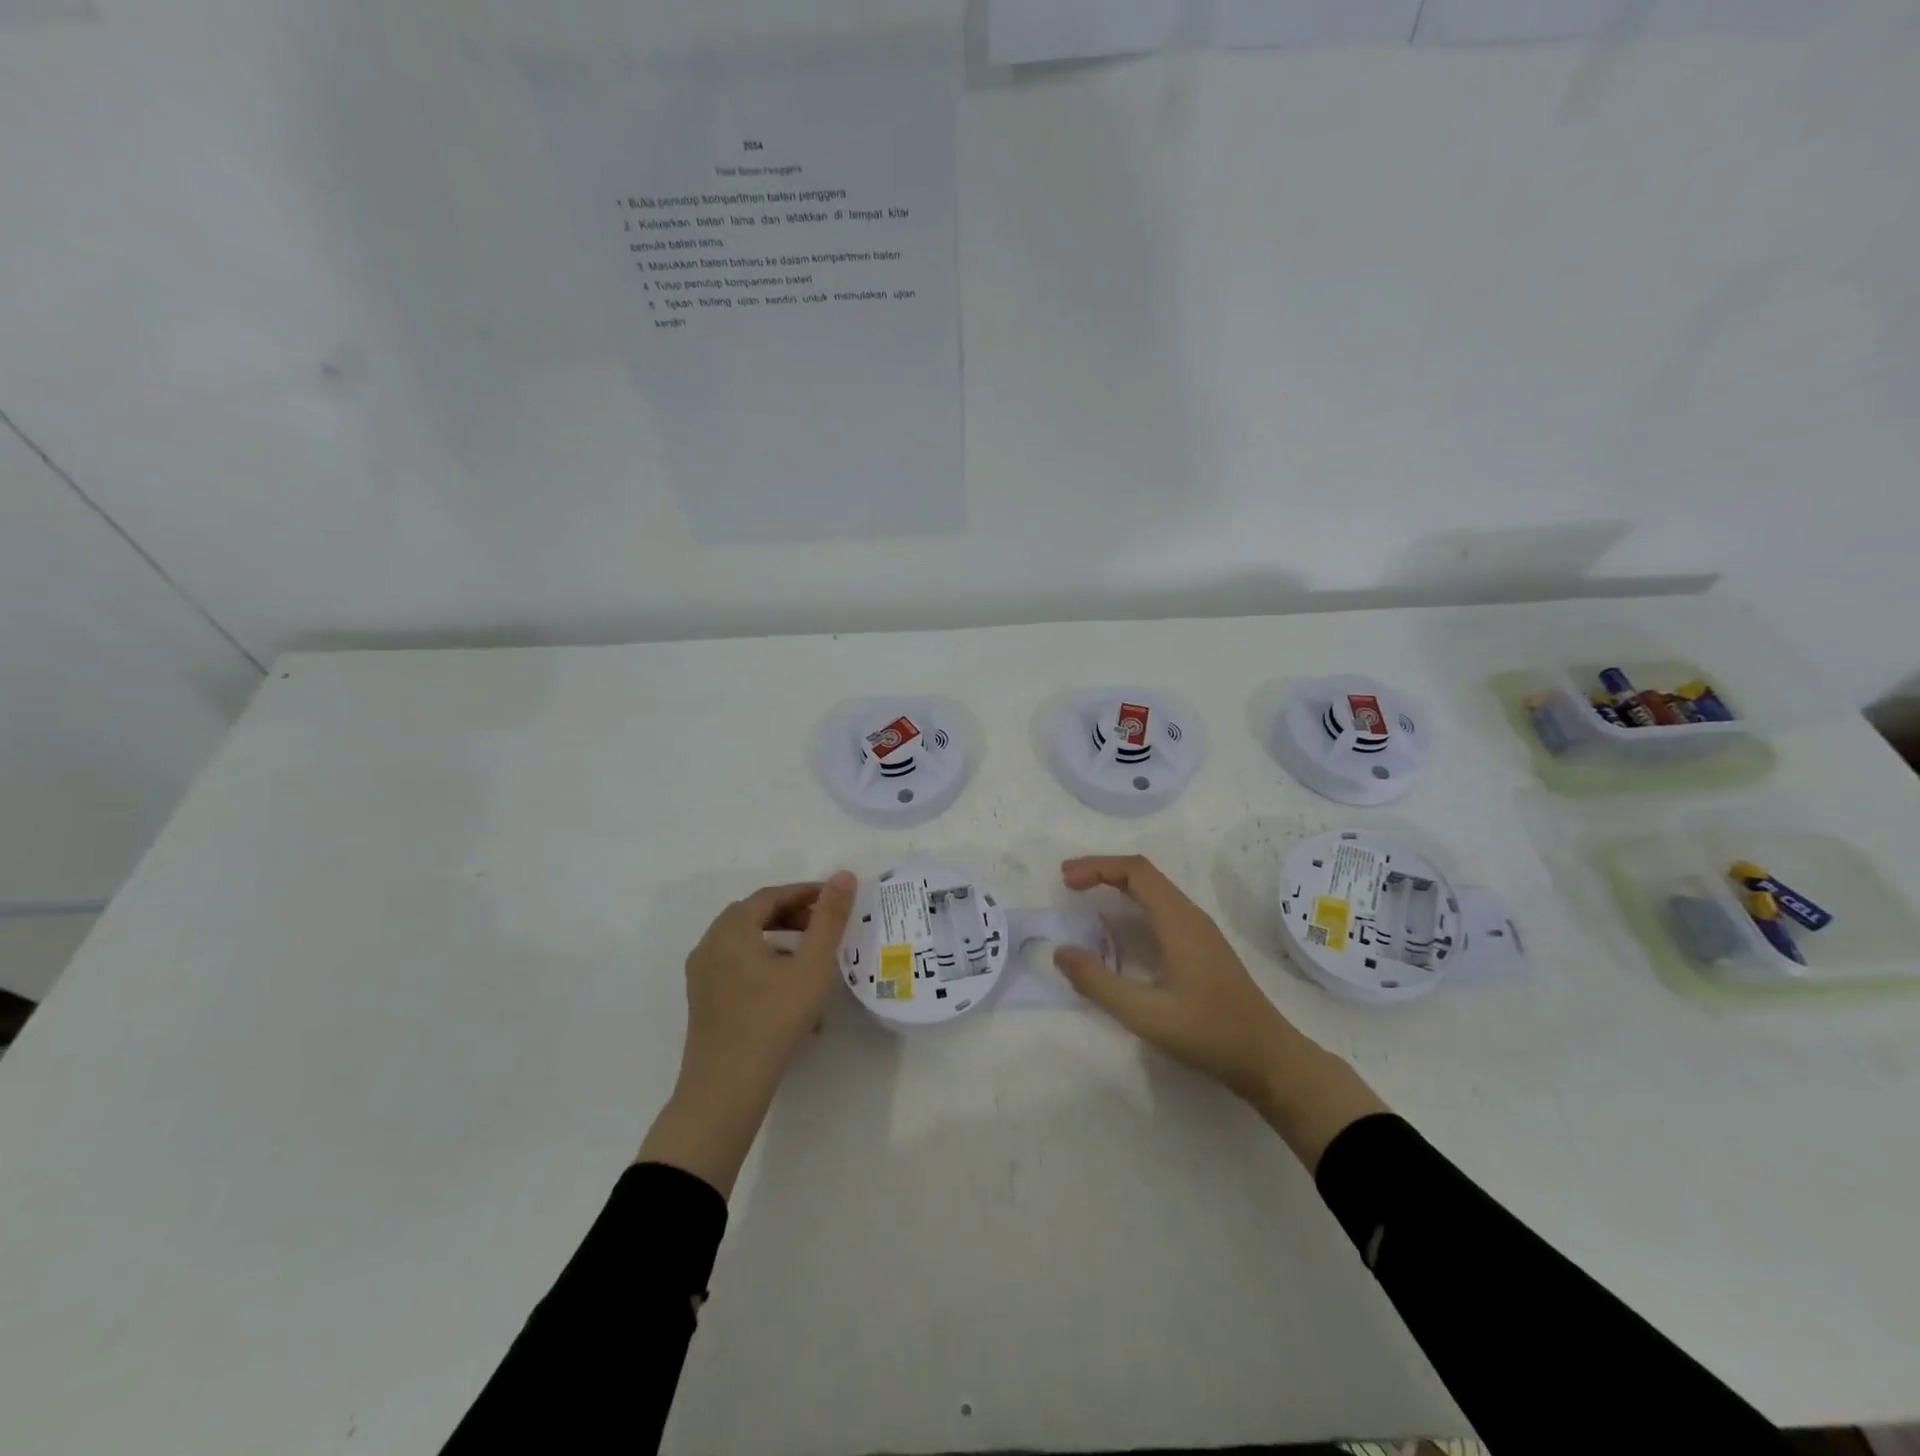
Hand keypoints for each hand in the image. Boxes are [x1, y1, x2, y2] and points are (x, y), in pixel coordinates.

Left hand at [639, 873, 856, 1195]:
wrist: (725, 1091)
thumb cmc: (773, 1021)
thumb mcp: (812, 966)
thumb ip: (830, 918)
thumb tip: (844, 875)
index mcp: (731, 930)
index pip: (771, 896)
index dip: (805, 893)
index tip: (835, 899)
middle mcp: (710, 945)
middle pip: (756, 917)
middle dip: (794, 917)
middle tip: (825, 927)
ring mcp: (702, 976)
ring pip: (748, 945)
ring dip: (783, 945)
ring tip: (814, 964)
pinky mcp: (704, 1002)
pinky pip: (739, 969)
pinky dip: (767, 968)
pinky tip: (794, 996)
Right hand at [1052, 855, 1386, 1169]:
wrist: (1269, 1060)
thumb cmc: (1209, 1033)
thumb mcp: (1146, 1014)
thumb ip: (1099, 983)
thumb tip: (1060, 952)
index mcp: (1178, 920)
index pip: (1135, 871)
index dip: (1097, 867)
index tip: (1065, 880)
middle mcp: (1190, 916)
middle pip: (1143, 874)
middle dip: (1102, 870)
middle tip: (1068, 882)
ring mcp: (1199, 931)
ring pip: (1154, 890)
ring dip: (1117, 885)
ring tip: (1085, 896)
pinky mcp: (1202, 947)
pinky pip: (1161, 908)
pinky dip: (1132, 904)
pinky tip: (1120, 928)